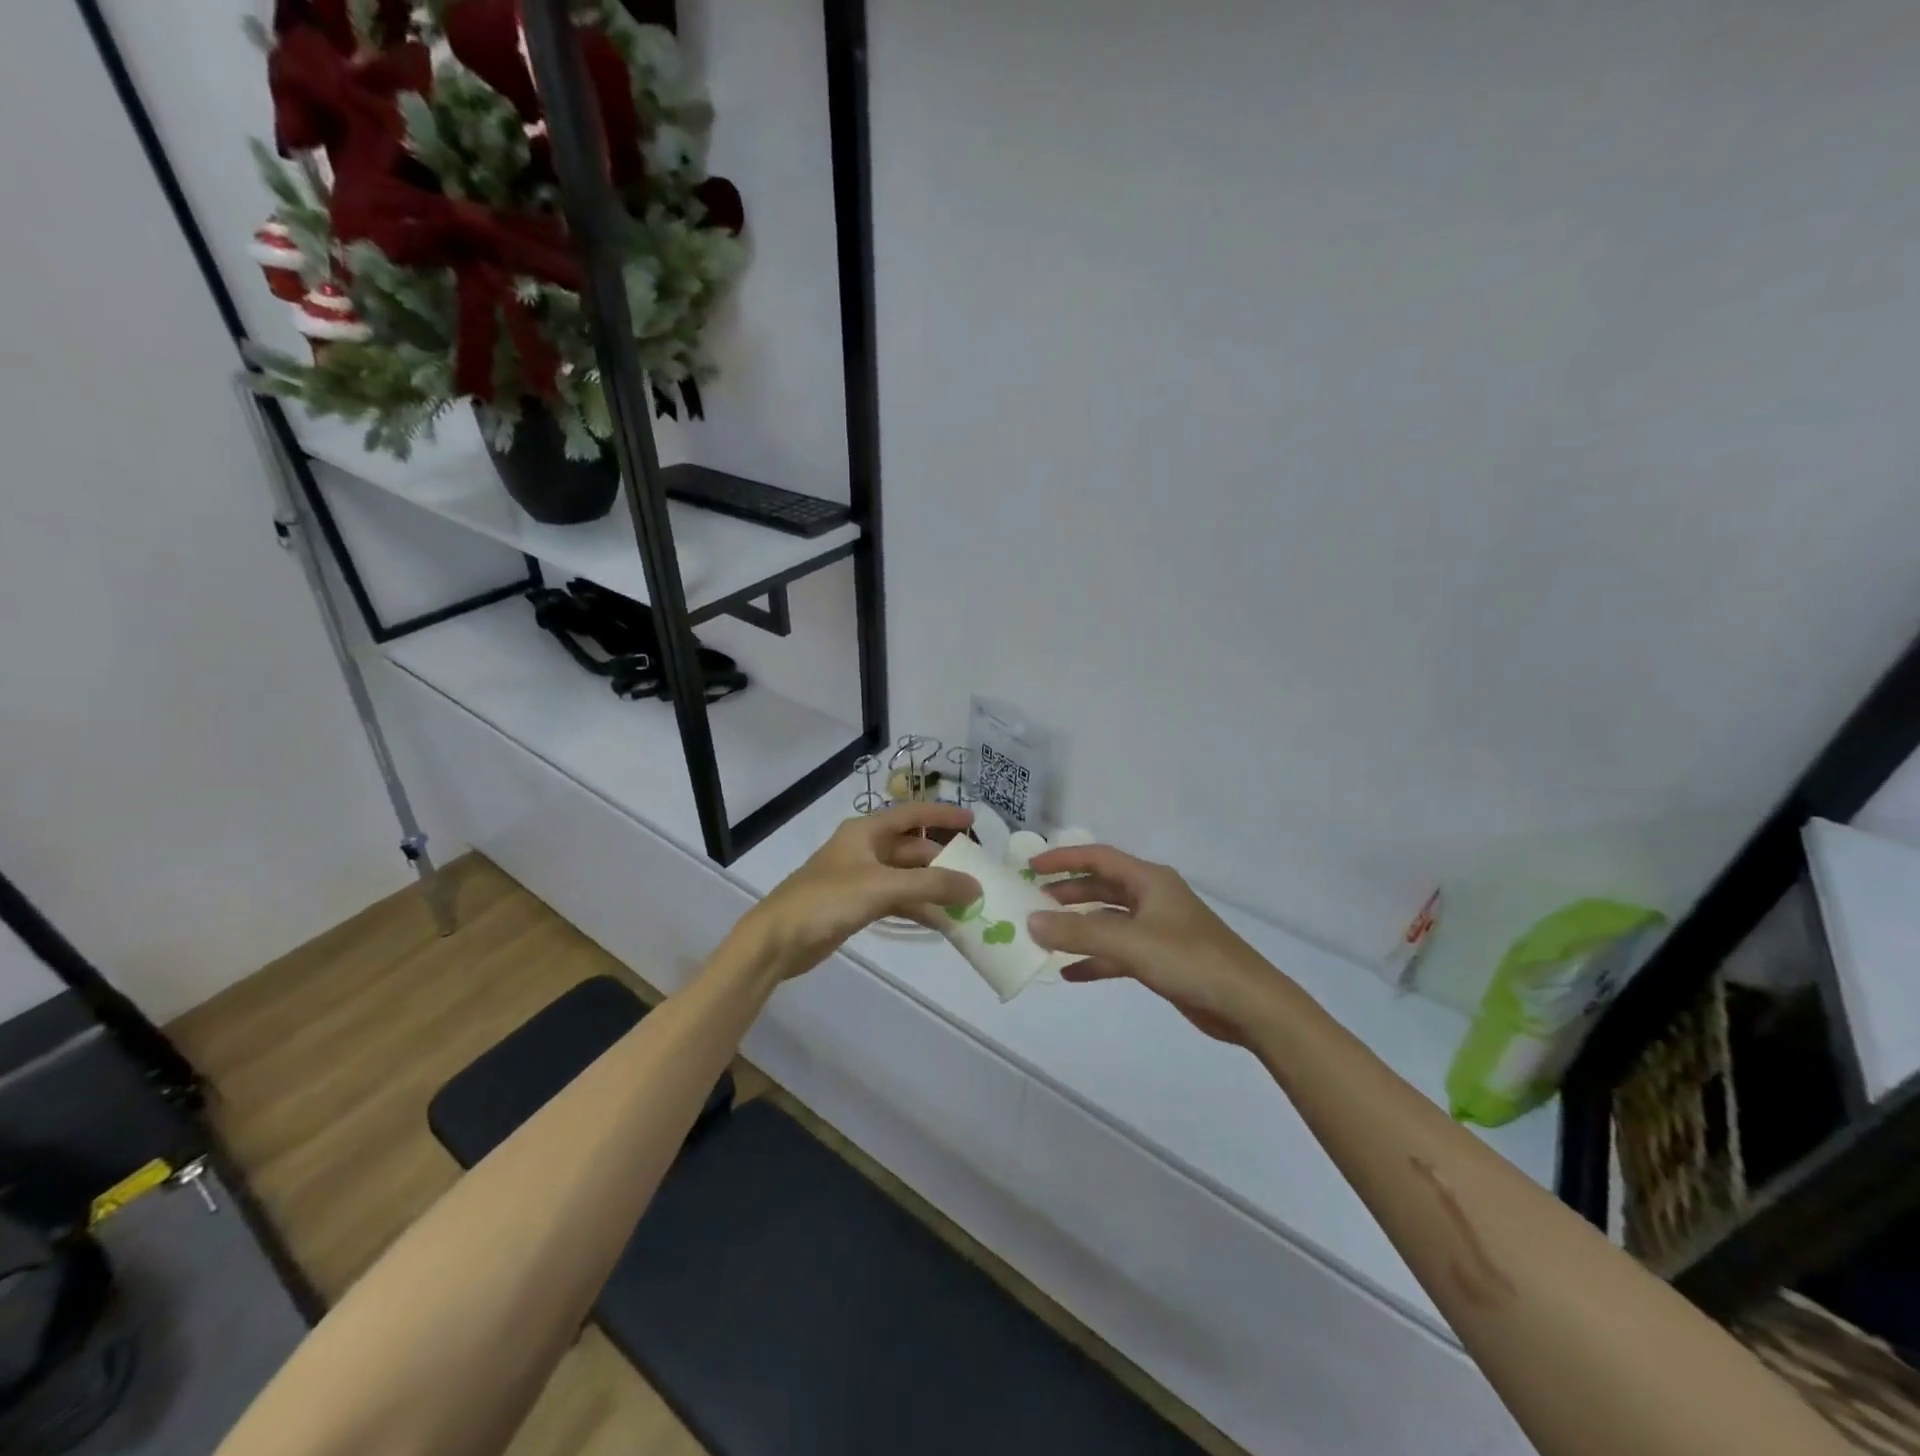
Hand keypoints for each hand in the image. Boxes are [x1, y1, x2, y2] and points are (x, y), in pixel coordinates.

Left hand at [741, 803, 979, 979]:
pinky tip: (941, 922)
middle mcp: (864, 849)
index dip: (942, 814)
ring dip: (932, 888)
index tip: (973, 821)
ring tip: (966, 903)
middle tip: (975, 875)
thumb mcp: (882, 887)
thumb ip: (931, 885)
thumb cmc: (827, 900)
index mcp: (866, 831)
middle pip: (912, 848)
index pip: (912, 814)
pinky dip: (917, 907)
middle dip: (942, 861)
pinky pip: (896, 900)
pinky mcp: (857, 905)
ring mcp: (860, 878)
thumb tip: (975, 886)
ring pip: (906, 877)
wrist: (777, 940)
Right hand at [1027, 845, 1289, 1045]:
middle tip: (1031, 901)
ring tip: (1043, 935)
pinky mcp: (1161, 959)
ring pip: (1108, 921)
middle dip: (1067, 893)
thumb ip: (1078, 933)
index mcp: (1150, 881)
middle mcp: (1152, 898)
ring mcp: (1158, 929)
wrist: (1248, 1004)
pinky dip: (1094, 959)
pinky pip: (1118, 952)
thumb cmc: (1190, 960)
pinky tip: (1069, 973)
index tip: (1031, 865)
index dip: (1064, 858)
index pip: (1098, 858)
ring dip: (1078, 927)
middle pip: (1101, 888)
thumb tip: (1031, 920)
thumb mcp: (1130, 943)